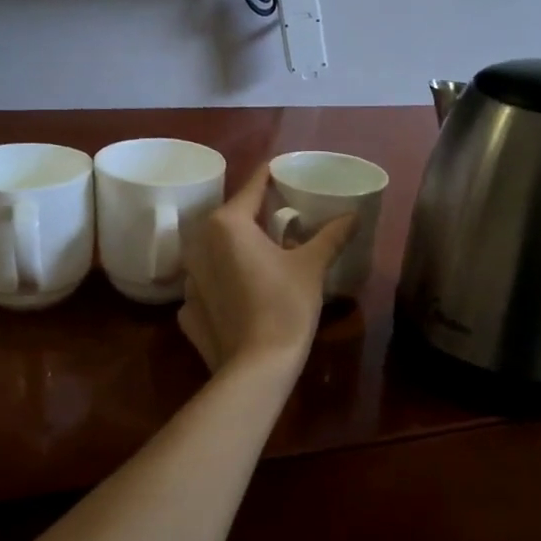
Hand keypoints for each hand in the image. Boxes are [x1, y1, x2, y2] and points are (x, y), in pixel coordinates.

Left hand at [177, 165, 355, 372]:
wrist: (256, 367)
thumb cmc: (285, 305)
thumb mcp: (312, 266)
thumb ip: (331, 235)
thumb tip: (353, 214)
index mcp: (227, 224)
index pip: (253, 187)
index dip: (273, 177)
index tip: (288, 173)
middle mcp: (199, 243)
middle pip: (231, 218)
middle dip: (256, 215)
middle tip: (285, 217)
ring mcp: (189, 279)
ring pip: (216, 251)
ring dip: (237, 248)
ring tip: (265, 254)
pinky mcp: (187, 309)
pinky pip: (208, 283)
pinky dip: (224, 282)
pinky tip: (244, 292)